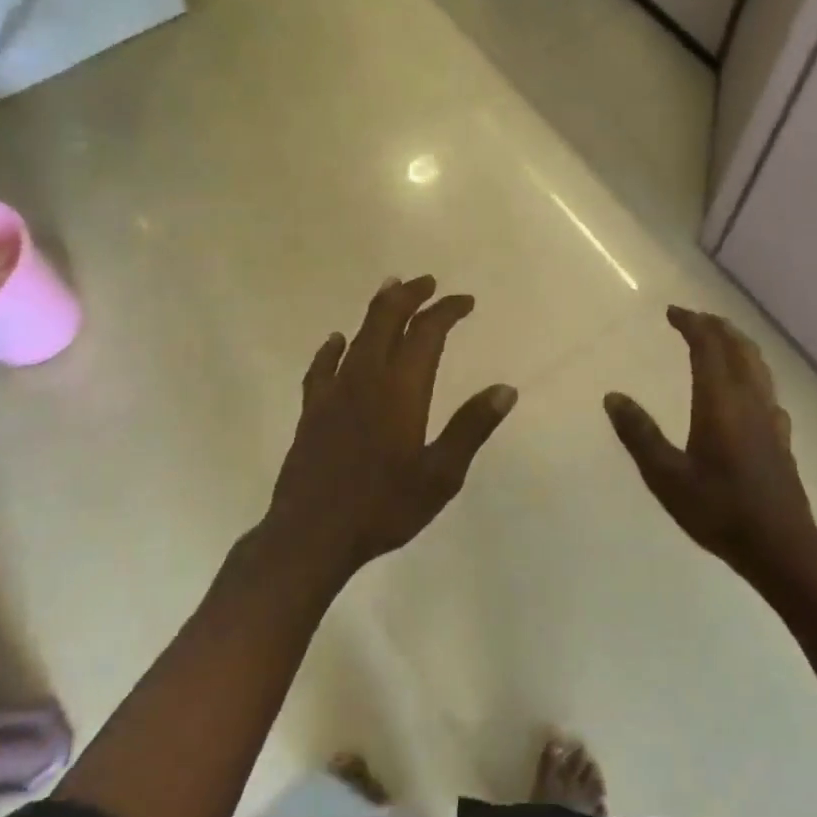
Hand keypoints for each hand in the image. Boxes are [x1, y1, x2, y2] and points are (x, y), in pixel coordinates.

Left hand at [265, 276, 515, 575]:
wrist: (311, 535)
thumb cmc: (383, 507)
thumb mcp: (440, 475)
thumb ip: (471, 428)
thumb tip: (505, 389)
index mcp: (401, 389)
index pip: (427, 333)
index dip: (447, 310)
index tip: (465, 301)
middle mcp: (366, 378)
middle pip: (386, 319)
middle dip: (410, 295)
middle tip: (428, 282)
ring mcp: (334, 392)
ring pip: (357, 335)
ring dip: (377, 309)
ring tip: (391, 289)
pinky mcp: (311, 410)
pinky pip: (322, 366)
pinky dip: (333, 348)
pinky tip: (336, 341)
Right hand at [604, 306, 816, 580]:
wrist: (780, 547)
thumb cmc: (718, 510)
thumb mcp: (666, 476)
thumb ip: (639, 434)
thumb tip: (612, 396)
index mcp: (720, 402)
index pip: (708, 347)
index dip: (691, 323)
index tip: (672, 312)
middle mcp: (749, 400)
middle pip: (738, 348)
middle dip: (716, 327)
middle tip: (694, 319)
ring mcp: (770, 418)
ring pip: (758, 366)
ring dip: (737, 344)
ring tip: (720, 341)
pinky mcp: (781, 438)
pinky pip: (767, 390)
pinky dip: (752, 374)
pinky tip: (747, 392)